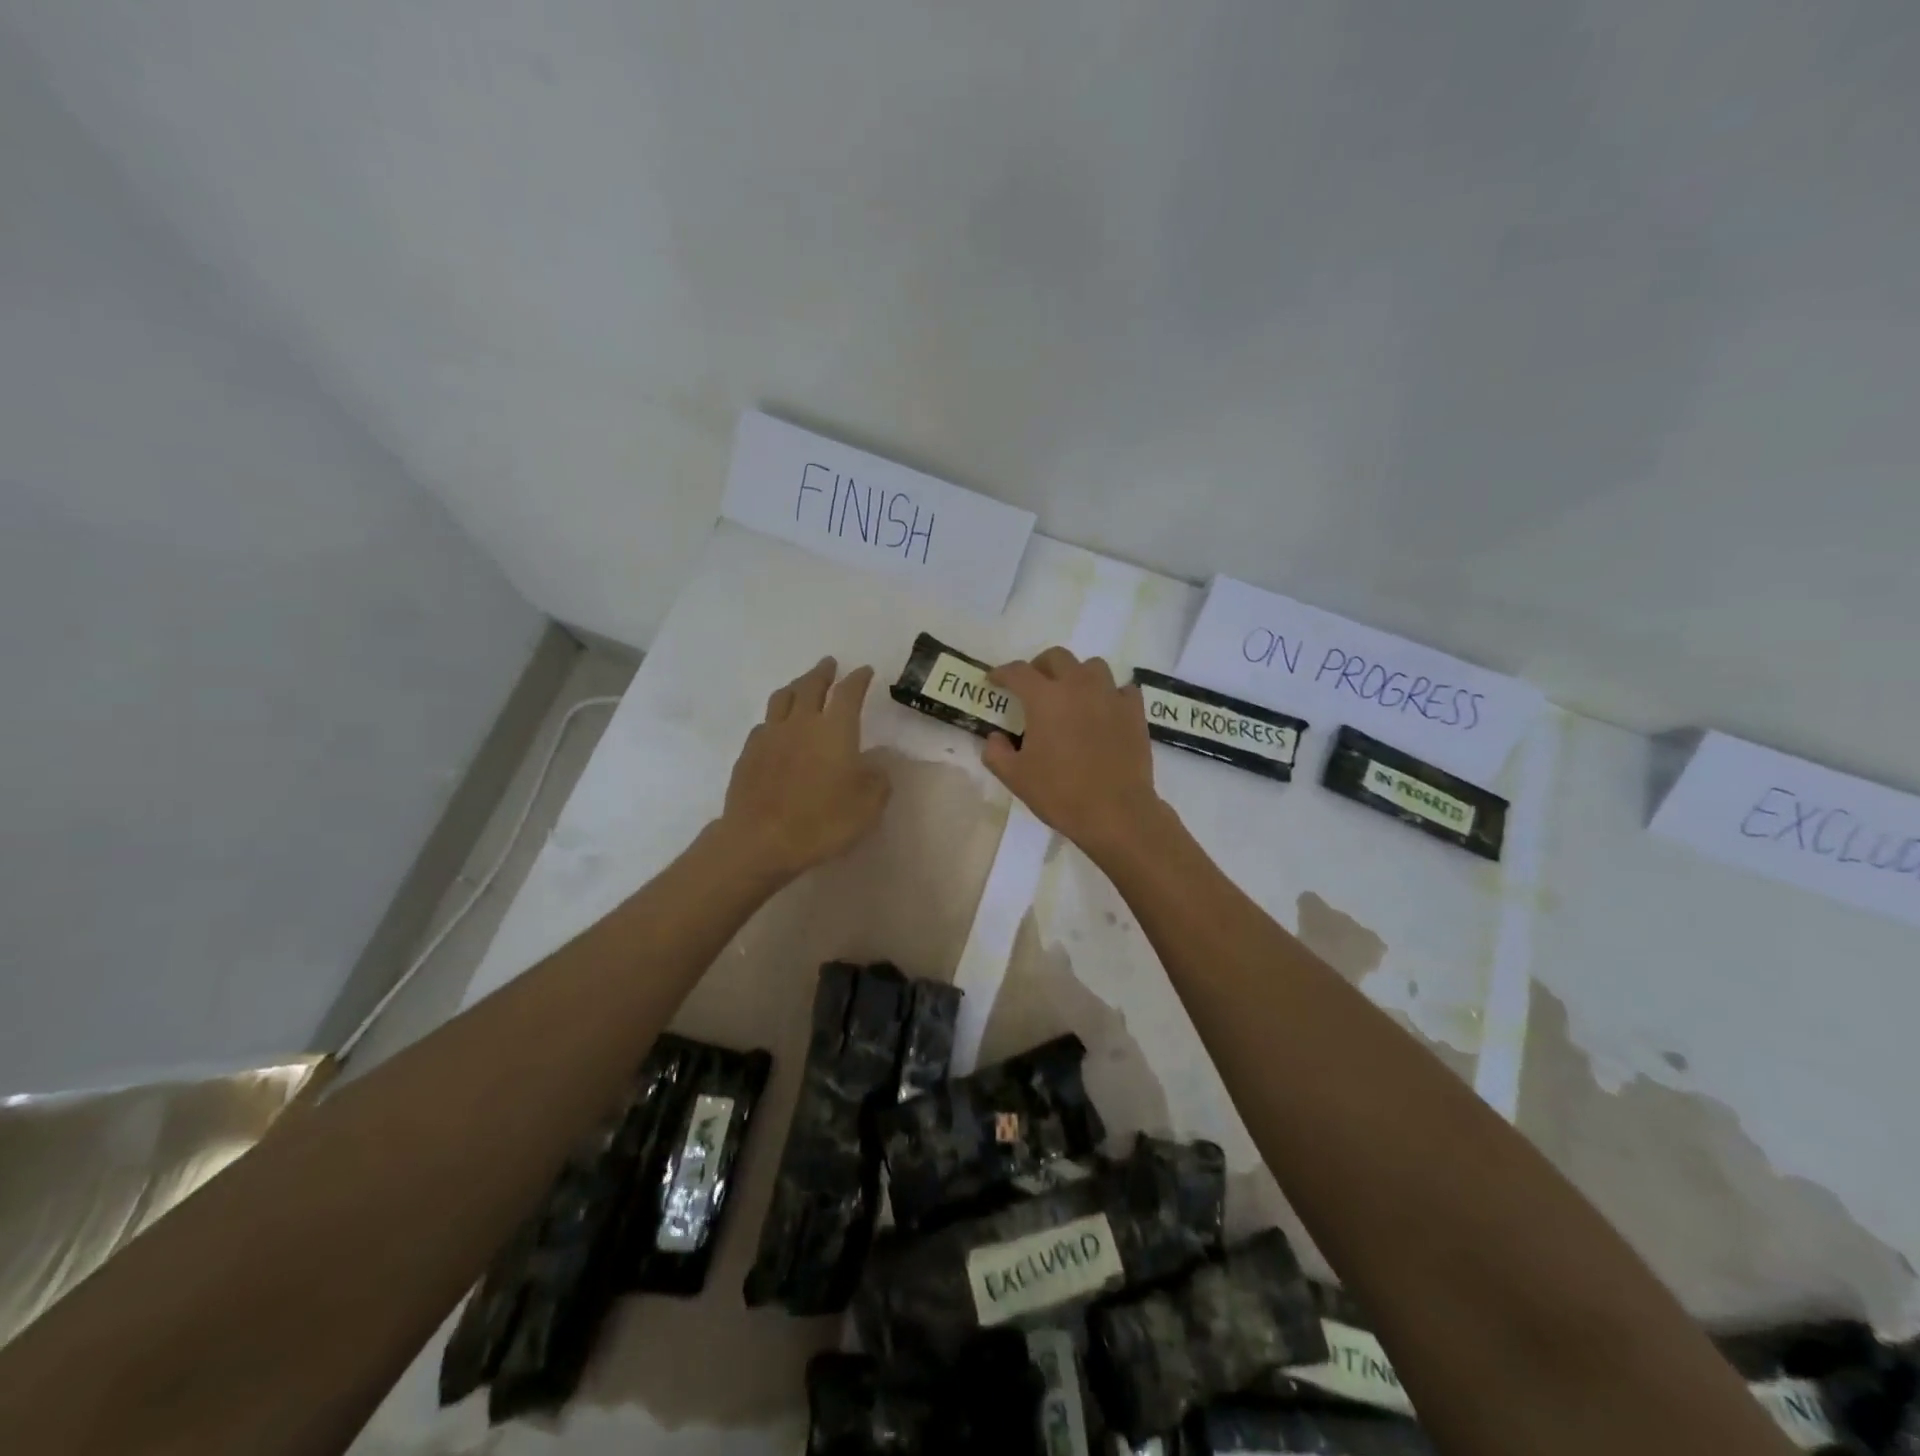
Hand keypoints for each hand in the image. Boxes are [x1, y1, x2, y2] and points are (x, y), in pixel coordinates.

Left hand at [716, 657, 890, 884]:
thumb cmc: (821, 822)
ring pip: (782, 698)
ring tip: (801, 684)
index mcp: (835, 730)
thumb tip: (876, 765)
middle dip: (823, 673)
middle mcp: (802, 723)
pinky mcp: (748, 754)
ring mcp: (770, 736)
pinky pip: (764, 724)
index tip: (865, 671)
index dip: (858, 679)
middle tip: (829, 664)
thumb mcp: (867, 807)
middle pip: (811, 686)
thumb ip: (878, 781)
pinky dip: (775, 718)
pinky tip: (776, 726)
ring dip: (796, 686)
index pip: (849, 693)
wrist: (760, 840)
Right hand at [983, 648, 1167, 860]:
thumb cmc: (1060, 793)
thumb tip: (995, 737)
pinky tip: (1104, 711)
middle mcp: (1078, 686)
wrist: (1116, 812)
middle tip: (1033, 686)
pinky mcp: (1134, 711)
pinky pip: (1121, 689)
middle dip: (1040, 667)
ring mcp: (1110, 695)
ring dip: (1077, 675)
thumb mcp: (1015, 777)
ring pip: (1092, 666)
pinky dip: (1109, 694)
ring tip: (1072, 696)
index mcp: (1045, 698)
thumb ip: (996, 752)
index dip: (1001, 673)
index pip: (1017, 672)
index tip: (993, 680)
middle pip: (1057, 657)